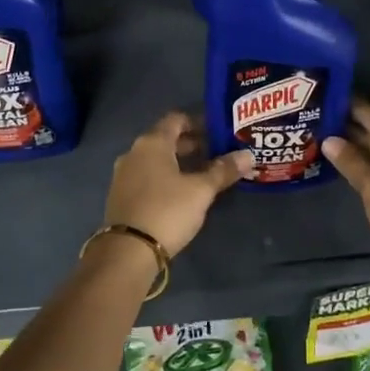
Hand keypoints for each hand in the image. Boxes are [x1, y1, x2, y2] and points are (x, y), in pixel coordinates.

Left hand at [103, 112, 252, 256]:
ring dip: (180, 162)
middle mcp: (134, 153)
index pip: (176, 119)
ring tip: (205, 174)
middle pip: (166, 139)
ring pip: (157, 160)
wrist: (128, 251)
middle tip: (218, 153)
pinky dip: (166, 177)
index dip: (199, 122)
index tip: (220, 131)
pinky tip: (183, 192)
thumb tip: (247, 155)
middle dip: (192, 144)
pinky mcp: (121, 196)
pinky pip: (148, 177)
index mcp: (152, 143)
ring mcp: (124, 175)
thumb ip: (223, 170)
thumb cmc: (167, 211)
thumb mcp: (201, 190)